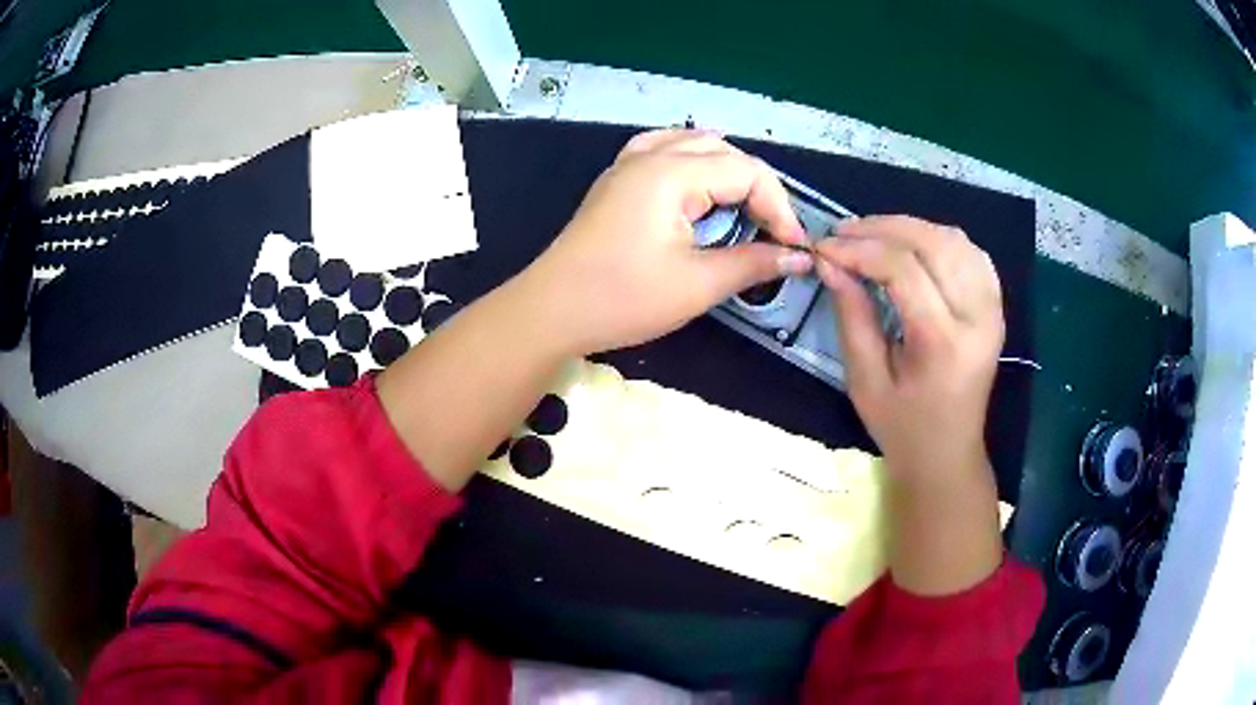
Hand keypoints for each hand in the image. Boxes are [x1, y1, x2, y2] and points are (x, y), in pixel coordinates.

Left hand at [518, 129, 812, 355]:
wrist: (551, 311)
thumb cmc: (622, 299)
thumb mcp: (696, 285)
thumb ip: (753, 264)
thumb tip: (799, 258)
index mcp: (671, 173)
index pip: (746, 172)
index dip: (779, 208)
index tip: (794, 247)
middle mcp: (650, 156)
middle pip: (723, 152)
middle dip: (757, 189)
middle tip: (773, 232)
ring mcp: (627, 165)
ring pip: (693, 145)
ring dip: (727, 171)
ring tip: (745, 208)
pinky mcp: (616, 181)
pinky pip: (663, 151)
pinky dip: (692, 162)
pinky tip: (698, 183)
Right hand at [814, 216, 1004, 481]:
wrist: (948, 454)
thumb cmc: (902, 427)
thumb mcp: (865, 380)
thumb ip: (851, 315)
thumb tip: (829, 262)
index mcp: (943, 343)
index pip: (904, 270)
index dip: (860, 250)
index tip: (824, 247)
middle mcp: (977, 317)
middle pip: (933, 243)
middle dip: (883, 228)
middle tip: (844, 232)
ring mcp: (993, 309)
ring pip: (954, 240)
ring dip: (911, 228)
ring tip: (873, 236)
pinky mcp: (995, 307)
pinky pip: (971, 253)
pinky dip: (940, 239)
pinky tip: (914, 246)